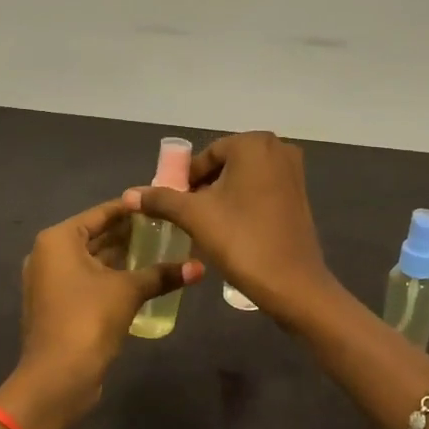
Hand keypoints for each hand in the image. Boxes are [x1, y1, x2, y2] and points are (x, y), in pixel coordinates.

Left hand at [0, 196, 202, 428]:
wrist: (57, 378)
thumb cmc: (88, 319)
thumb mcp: (128, 291)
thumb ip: (162, 274)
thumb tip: (199, 267)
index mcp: (59, 239)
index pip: (101, 213)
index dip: (132, 209)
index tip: (161, 205)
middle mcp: (49, 254)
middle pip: (95, 235)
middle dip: (129, 234)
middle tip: (167, 228)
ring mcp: (50, 281)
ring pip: (93, 259)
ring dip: (122, 257)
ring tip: (161, 250)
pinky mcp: (58, 304)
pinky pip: (88, 280)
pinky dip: (111, 276)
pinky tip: (142, 278)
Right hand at [126, 132, 336, 328]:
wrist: (292, 284)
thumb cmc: (242, 240)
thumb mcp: (195, 217)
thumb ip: (161, 199)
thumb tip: (129, 194)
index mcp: (253, 143)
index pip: (206, 156)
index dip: (185, 181)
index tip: (172, 206)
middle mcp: (278, 148)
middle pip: (225, 165)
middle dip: (203, 189)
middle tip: (187, 217)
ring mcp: (293, 172)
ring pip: (243, 179)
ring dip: (222, 197)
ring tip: (206, 225)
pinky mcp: (299, 195)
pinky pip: (261, 190)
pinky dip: (243, 203)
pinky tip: (232, 229)